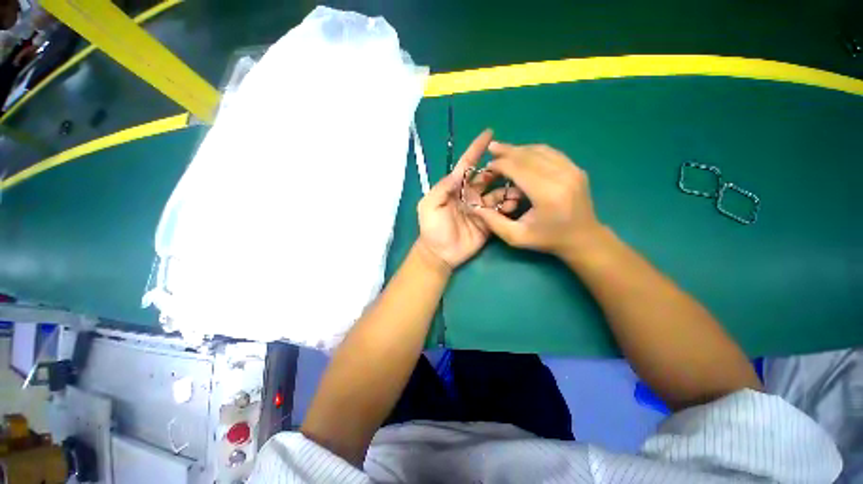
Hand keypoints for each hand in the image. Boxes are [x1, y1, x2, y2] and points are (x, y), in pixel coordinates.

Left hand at [417, 130, 520, 269]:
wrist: (440, 253)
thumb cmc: (432, 228)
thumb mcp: (430, 205)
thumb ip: (442, 187)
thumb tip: (458, 172)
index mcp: (455, 188)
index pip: (467, 165)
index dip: (476, 149)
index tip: (489, 133)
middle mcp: (470, 195)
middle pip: (488, 178)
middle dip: (499, 171)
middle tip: (514, 168)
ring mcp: (481, 209)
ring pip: (498, 193)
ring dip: (508, 189)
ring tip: (518, 190)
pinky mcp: (488, 222)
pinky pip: (500, 211)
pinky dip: (508, 206)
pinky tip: (514, 205)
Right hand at [472, 142, 602, 257]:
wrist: (583, 238)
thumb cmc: (548, 240)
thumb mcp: (516, 237)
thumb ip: (493, 222)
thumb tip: (474, 207)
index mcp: (546, 194)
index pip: (518, 168)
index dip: (500, 164)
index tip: (487, 166)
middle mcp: (562, 176)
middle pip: (529, 155)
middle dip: (507, 151)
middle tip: (491, 149)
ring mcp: (572, 170)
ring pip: (540, 150)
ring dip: (519, 149)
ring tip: (503, 149)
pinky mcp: (576, 169)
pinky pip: (551, 153)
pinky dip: (533, 151)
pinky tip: (522, 153)